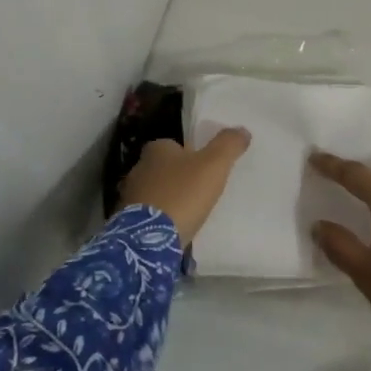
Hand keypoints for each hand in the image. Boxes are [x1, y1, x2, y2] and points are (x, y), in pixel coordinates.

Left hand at [120, 129, 250, 244]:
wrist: (150, 239)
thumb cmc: (183, 194)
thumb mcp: (213, 165)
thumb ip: (228, 145)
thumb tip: (242, 130)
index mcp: (156, 150)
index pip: (172, 145)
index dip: (189, 154)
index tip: (204, 168)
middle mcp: (138, 168)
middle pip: (162, 168)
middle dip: (177, 176)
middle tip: (199, 190)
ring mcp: (130, 196)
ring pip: (154, 191)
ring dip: (167, 198)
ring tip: (188, 211)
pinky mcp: (127, 221)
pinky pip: (148, 214)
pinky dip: (159, 217)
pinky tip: (173, 227)